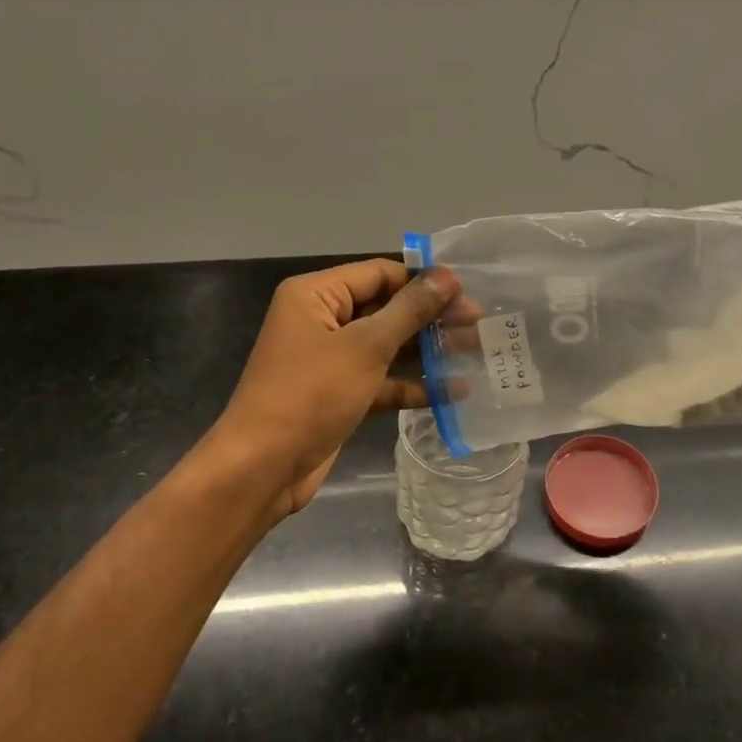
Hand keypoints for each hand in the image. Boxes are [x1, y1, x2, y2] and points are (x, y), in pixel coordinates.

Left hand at [211, 259, 461, 518]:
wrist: (263, 468)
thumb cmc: (311, 393)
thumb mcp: (365, 346)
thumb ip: (409, 310)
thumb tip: (446, 276)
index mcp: (316, 295)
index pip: (379, 274)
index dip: (423, 281)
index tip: (467, 292)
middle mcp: (322, 321)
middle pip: (386, 309)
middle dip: (431, 317)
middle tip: (478, 325)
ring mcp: (331, 360)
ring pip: (388, 346)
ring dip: (427, 351)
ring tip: (475, 352)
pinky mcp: (340, 394)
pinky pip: (382, 380)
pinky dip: (412, 385)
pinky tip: (453, 391)